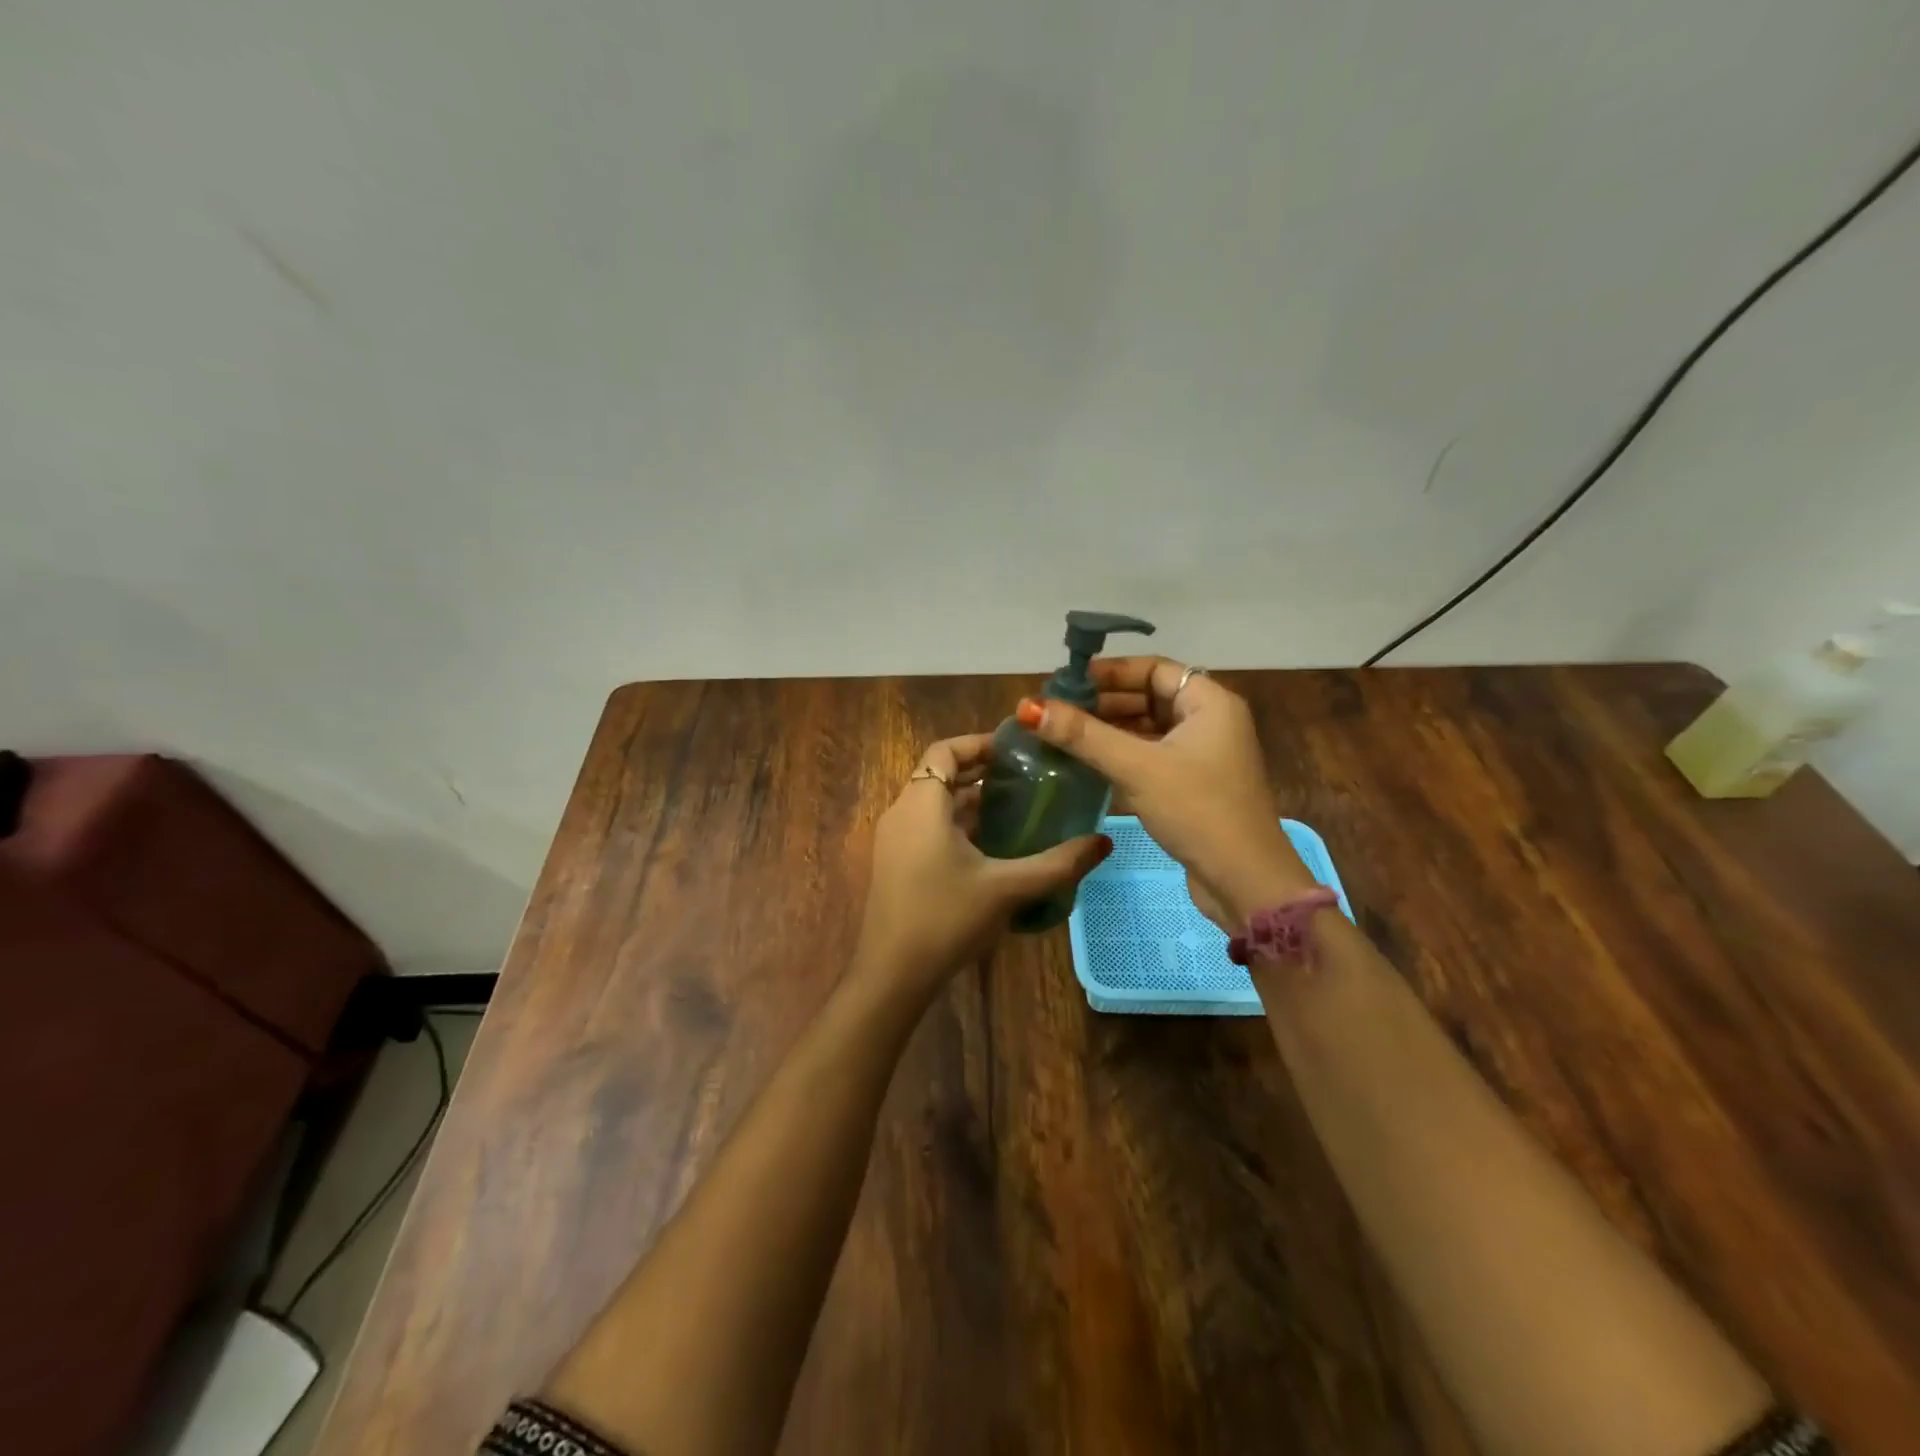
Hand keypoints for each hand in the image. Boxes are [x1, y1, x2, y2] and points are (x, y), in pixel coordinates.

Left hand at [852, 733, 1112, 995]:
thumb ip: (1057, 864)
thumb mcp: (1007, 888)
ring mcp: (894, 840)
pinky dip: (957, 825)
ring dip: (970, 801)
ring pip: (934, 804)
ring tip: (1017, 808)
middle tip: (1026, 778)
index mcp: (921, 804)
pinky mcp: (895, 864)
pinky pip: (927, 827)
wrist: (893, 974)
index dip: (979, 744)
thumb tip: (1103, 843)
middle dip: (981, 772)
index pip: (945, 750)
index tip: (1016, 752)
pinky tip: (992, 846)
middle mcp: (901, 813)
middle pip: (940, 774)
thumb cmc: (946, 918)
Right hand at [1017, 658, 1313, 928]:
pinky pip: (1150, 756)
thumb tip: (1028, 708)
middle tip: (1056, 711)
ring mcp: (1202, 756)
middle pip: (1148, 697)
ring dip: (1108, 730)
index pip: (1153, 669)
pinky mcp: (1192, 785)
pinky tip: (1087, 763)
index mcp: (1209, 703)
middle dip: (1103, 702)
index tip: (1066, 683)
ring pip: (1147, 729)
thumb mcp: (1137, 768)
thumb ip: (1083, 736)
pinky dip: (1120, 755)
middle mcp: (1209, 722)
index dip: (1109, 672)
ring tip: (1062, 735)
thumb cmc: (1198, 811)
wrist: (1246, 882)